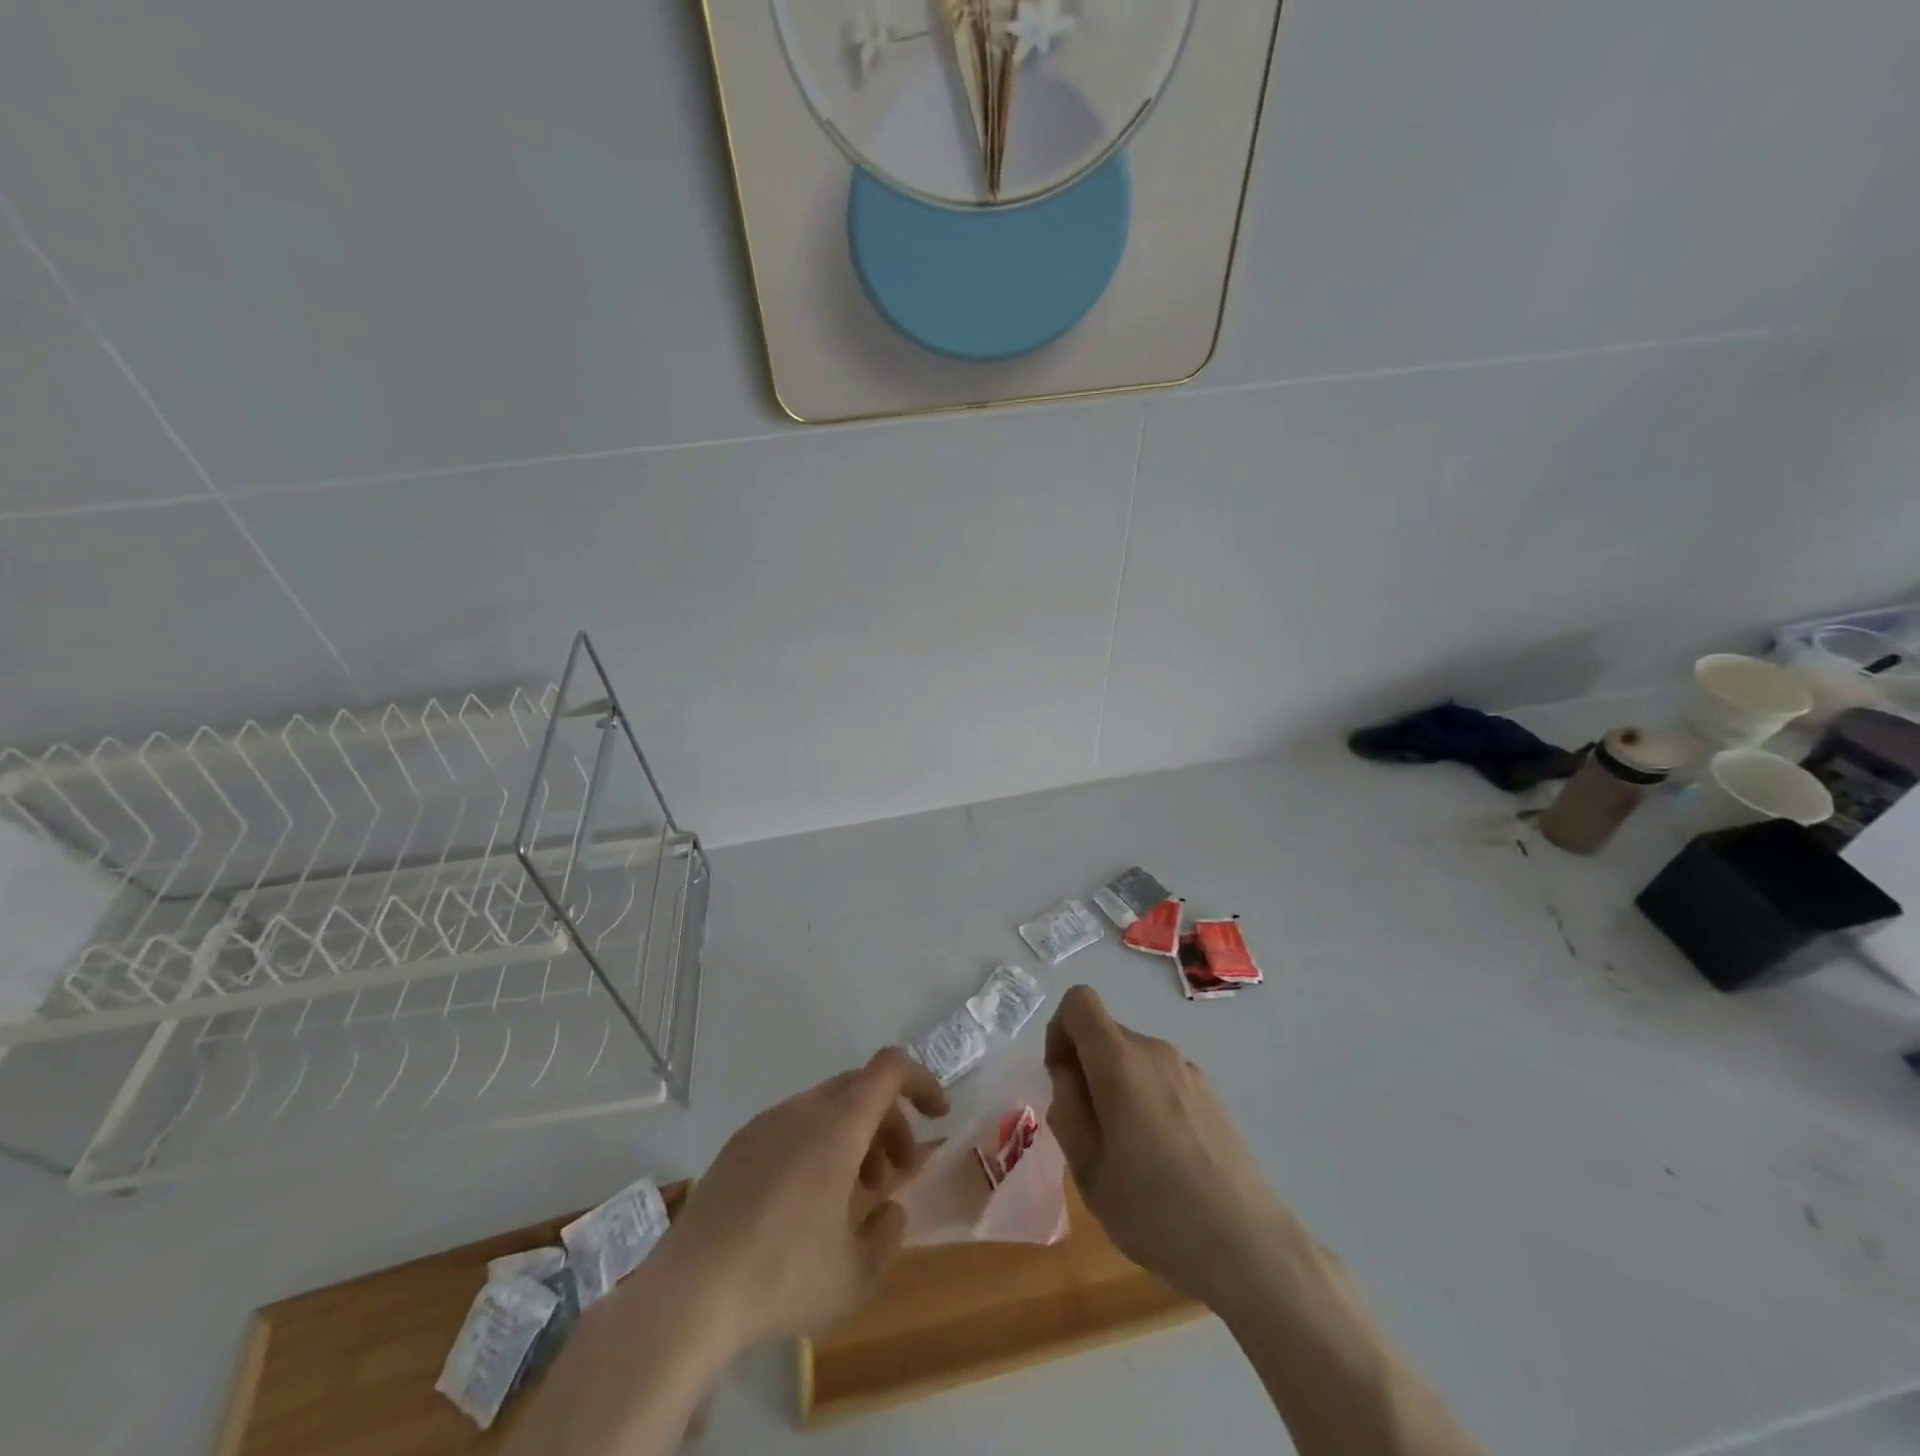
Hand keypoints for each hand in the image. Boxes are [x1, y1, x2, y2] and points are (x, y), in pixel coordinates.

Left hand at [654, 1048, 948, 1350]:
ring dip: (853, 1137)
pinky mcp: (737, 1146)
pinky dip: (816, 1146)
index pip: (890, 1069)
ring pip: (826, 1108)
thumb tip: (889, 1210)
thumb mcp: (855, 1277)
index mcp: (838, 1125)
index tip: (938, 1116)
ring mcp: (765, 1124)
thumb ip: (888, 1236)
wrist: (688, 1294)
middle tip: (896, 1174)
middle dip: (889, 1123)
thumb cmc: (782, 1277)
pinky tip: (804, 1203)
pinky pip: (792, 1127)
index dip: (921, 1081)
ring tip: (852, 1196)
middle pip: (860, 1089)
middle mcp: (803, 1110)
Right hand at [1045, 985, 1303, 1311]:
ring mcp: (1188, 1071)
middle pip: (1105, 1034)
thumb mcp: (1088, 1169)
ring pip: (1133, 1060)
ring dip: (1116, 1089)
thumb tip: (1068, 1076)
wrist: (1249, 1247)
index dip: (1059, 1031)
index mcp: (1120, 1061)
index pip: (1079, 1001)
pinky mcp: (1210, 1095)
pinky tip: (1162, 1161)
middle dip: (1086, 1069)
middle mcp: (1155, 1052)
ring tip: (1127, 1155)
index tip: (1062, 1080)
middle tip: (1090, 1134)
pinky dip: (1146, 1101)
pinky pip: (1161, 1079)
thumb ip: (1067, 1110)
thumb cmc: (1155, 1211)